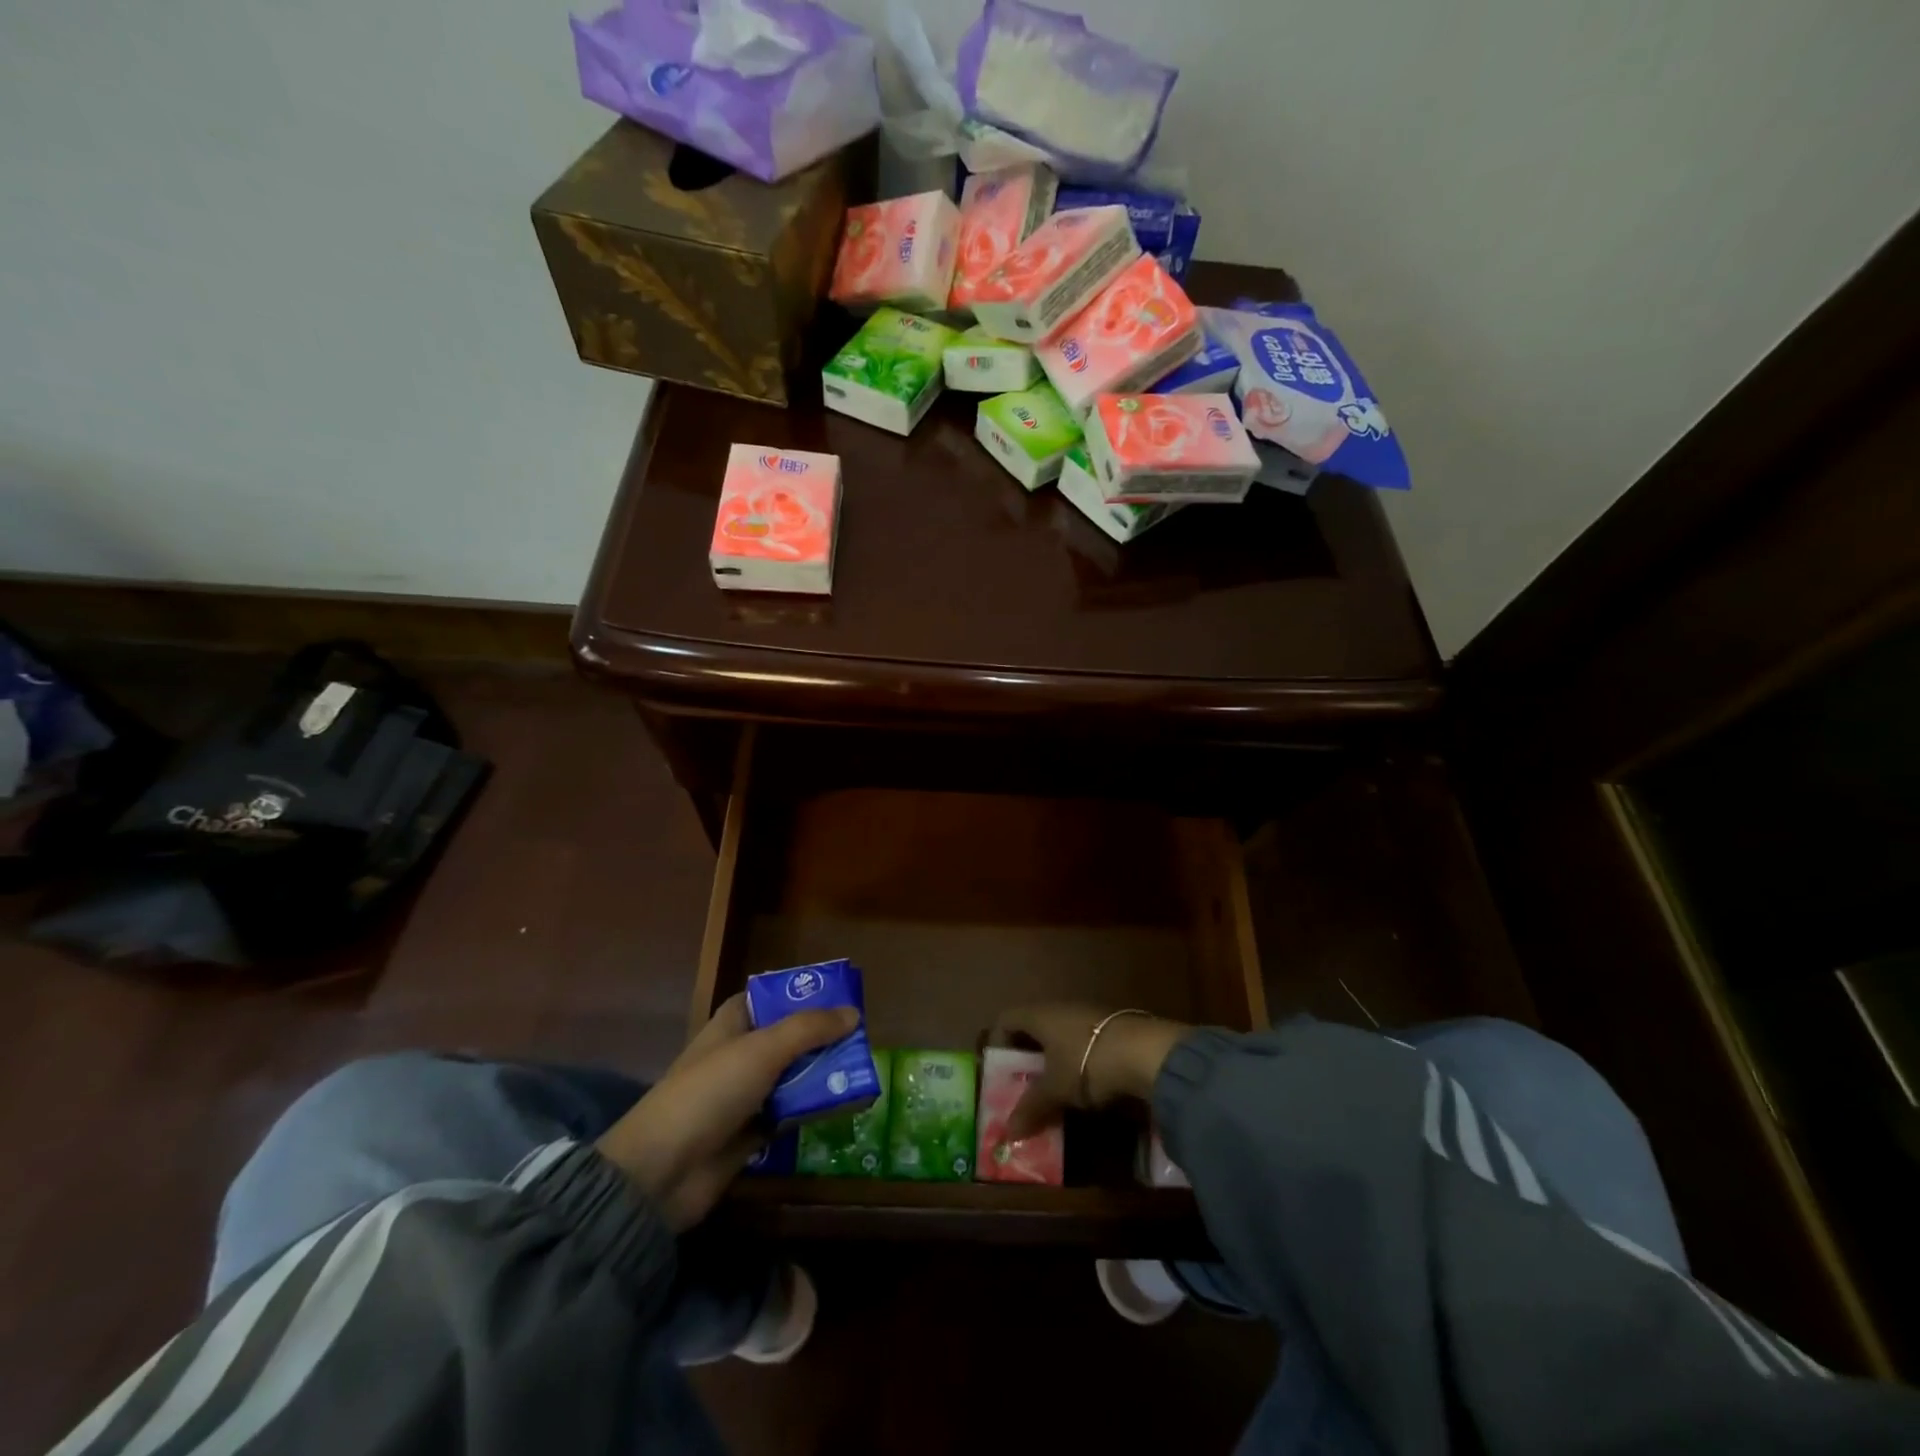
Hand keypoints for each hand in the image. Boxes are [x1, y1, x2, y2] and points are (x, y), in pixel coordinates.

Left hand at [596, 994, 855, 1229]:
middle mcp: (740, 1053)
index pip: (772, 997)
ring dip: (822, 1075)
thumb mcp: (763, 1050)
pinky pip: (791, 1112)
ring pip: (793, 1076)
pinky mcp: (751, 1132)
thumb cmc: (710, 1092)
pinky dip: (813, 1109)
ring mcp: (745, 1094)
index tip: (843, 997)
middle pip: (789, 1037)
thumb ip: (809, 1029)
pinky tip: (845, 1106)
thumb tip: (854, 1013)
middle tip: (863, 1040)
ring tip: (863, 1072)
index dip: (804, 995)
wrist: (662, 1172)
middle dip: (823, 1038)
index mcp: (733, 1023)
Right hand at [990, 1003, 1188, 1141]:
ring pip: (1060, 1037)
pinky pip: (1083, 1043)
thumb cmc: (1087, 1062)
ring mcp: (1089, 1016)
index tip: (999, 1071)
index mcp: (1040, 1015)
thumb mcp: (1055, 1089)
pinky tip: (1085, 1087)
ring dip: (1054, 1062)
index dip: (998, 1041)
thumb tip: (1008, 1132)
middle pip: (1034, 1028)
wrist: (1146, 1052)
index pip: (1007, 1018)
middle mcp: (1061, 1008)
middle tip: (1023, 1088)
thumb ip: (1031, 1107)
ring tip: (1054, 1093)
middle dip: (1027, 1058)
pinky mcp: (1112, 1029)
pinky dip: (1077, 1063)